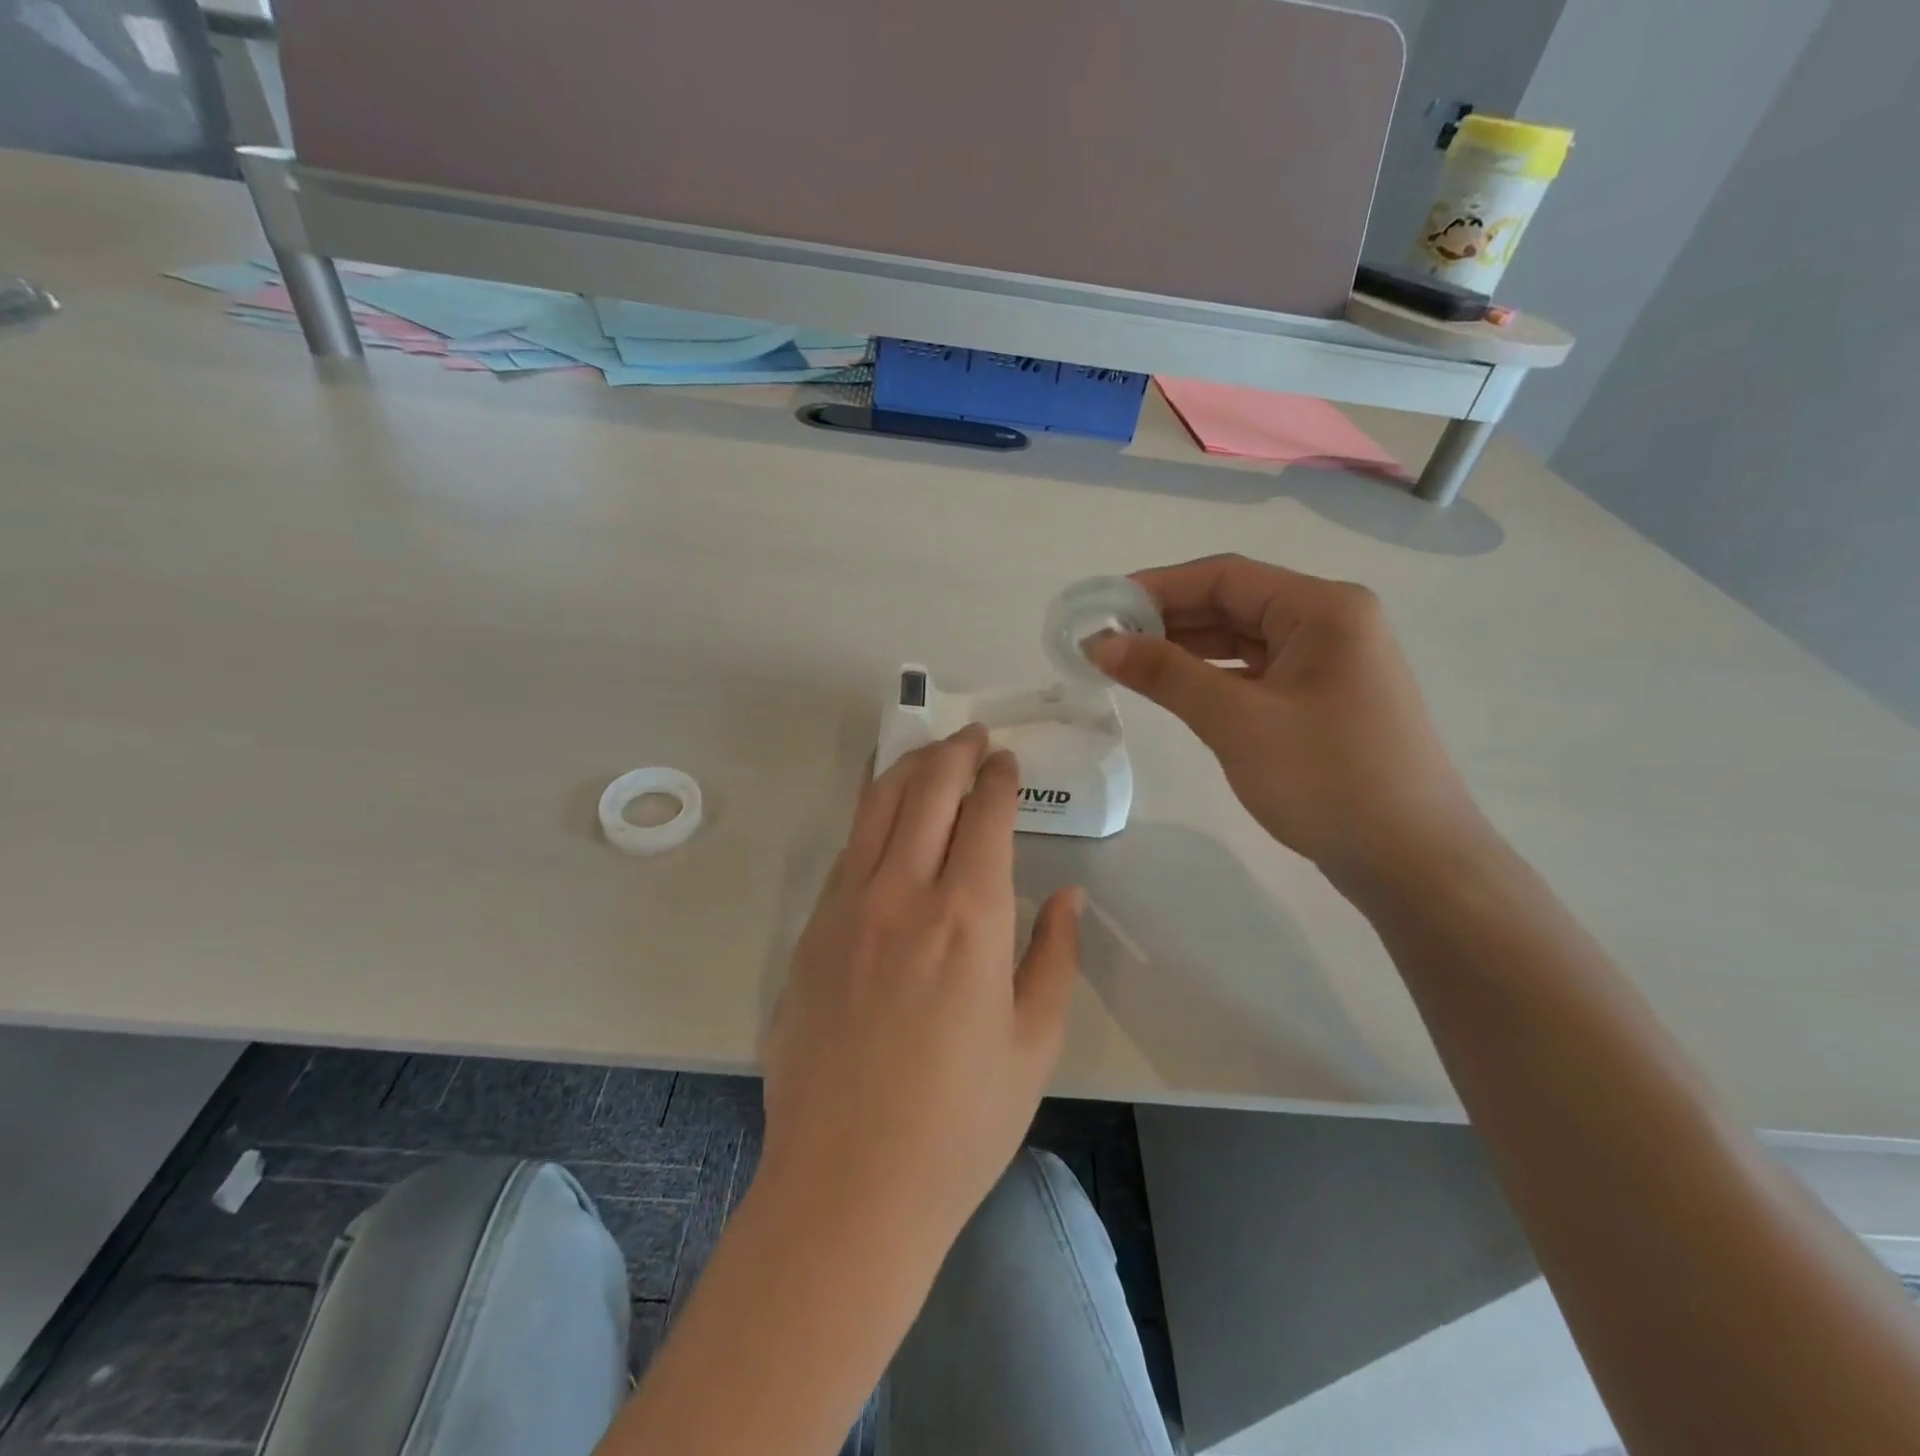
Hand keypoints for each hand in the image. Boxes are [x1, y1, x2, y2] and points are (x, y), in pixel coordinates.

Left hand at [760, 724, 1082, 1248]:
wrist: (848, 1186)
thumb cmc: (960, 1125)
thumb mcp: (1034, 1044)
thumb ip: (1053, 956)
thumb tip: (1066, 896)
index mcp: (968, 919)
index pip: (984, 815)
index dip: (998, 777)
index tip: (1006, 760)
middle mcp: (902, 895)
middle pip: (926, 790)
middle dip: (954, 752)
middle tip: (973, 737)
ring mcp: (845, 908)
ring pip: (876, 807)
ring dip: (908, 769)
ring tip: (930, 754)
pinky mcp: (810, 932)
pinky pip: (848, 850)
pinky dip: (873, 815)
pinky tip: (887, 816)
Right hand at [1088, 555, 1485, 888]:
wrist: (1412, 861)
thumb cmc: (1327, 780)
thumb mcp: (1238, 722)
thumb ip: (1166, 675)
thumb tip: (1101, 644)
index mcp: (1323, 609)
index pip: (1226, 577)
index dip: (1158, 587)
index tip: (1103, 608)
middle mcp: (1331, 623)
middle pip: (1235, 604)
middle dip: (1168, 620)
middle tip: (1105, 641)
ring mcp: (1330, 663)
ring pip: (1243, 640)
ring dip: (1186, 649)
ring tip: (1127, 664)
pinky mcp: (1322, 700)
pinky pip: (1256, 673)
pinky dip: (1213, 678)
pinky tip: (1174, 689)